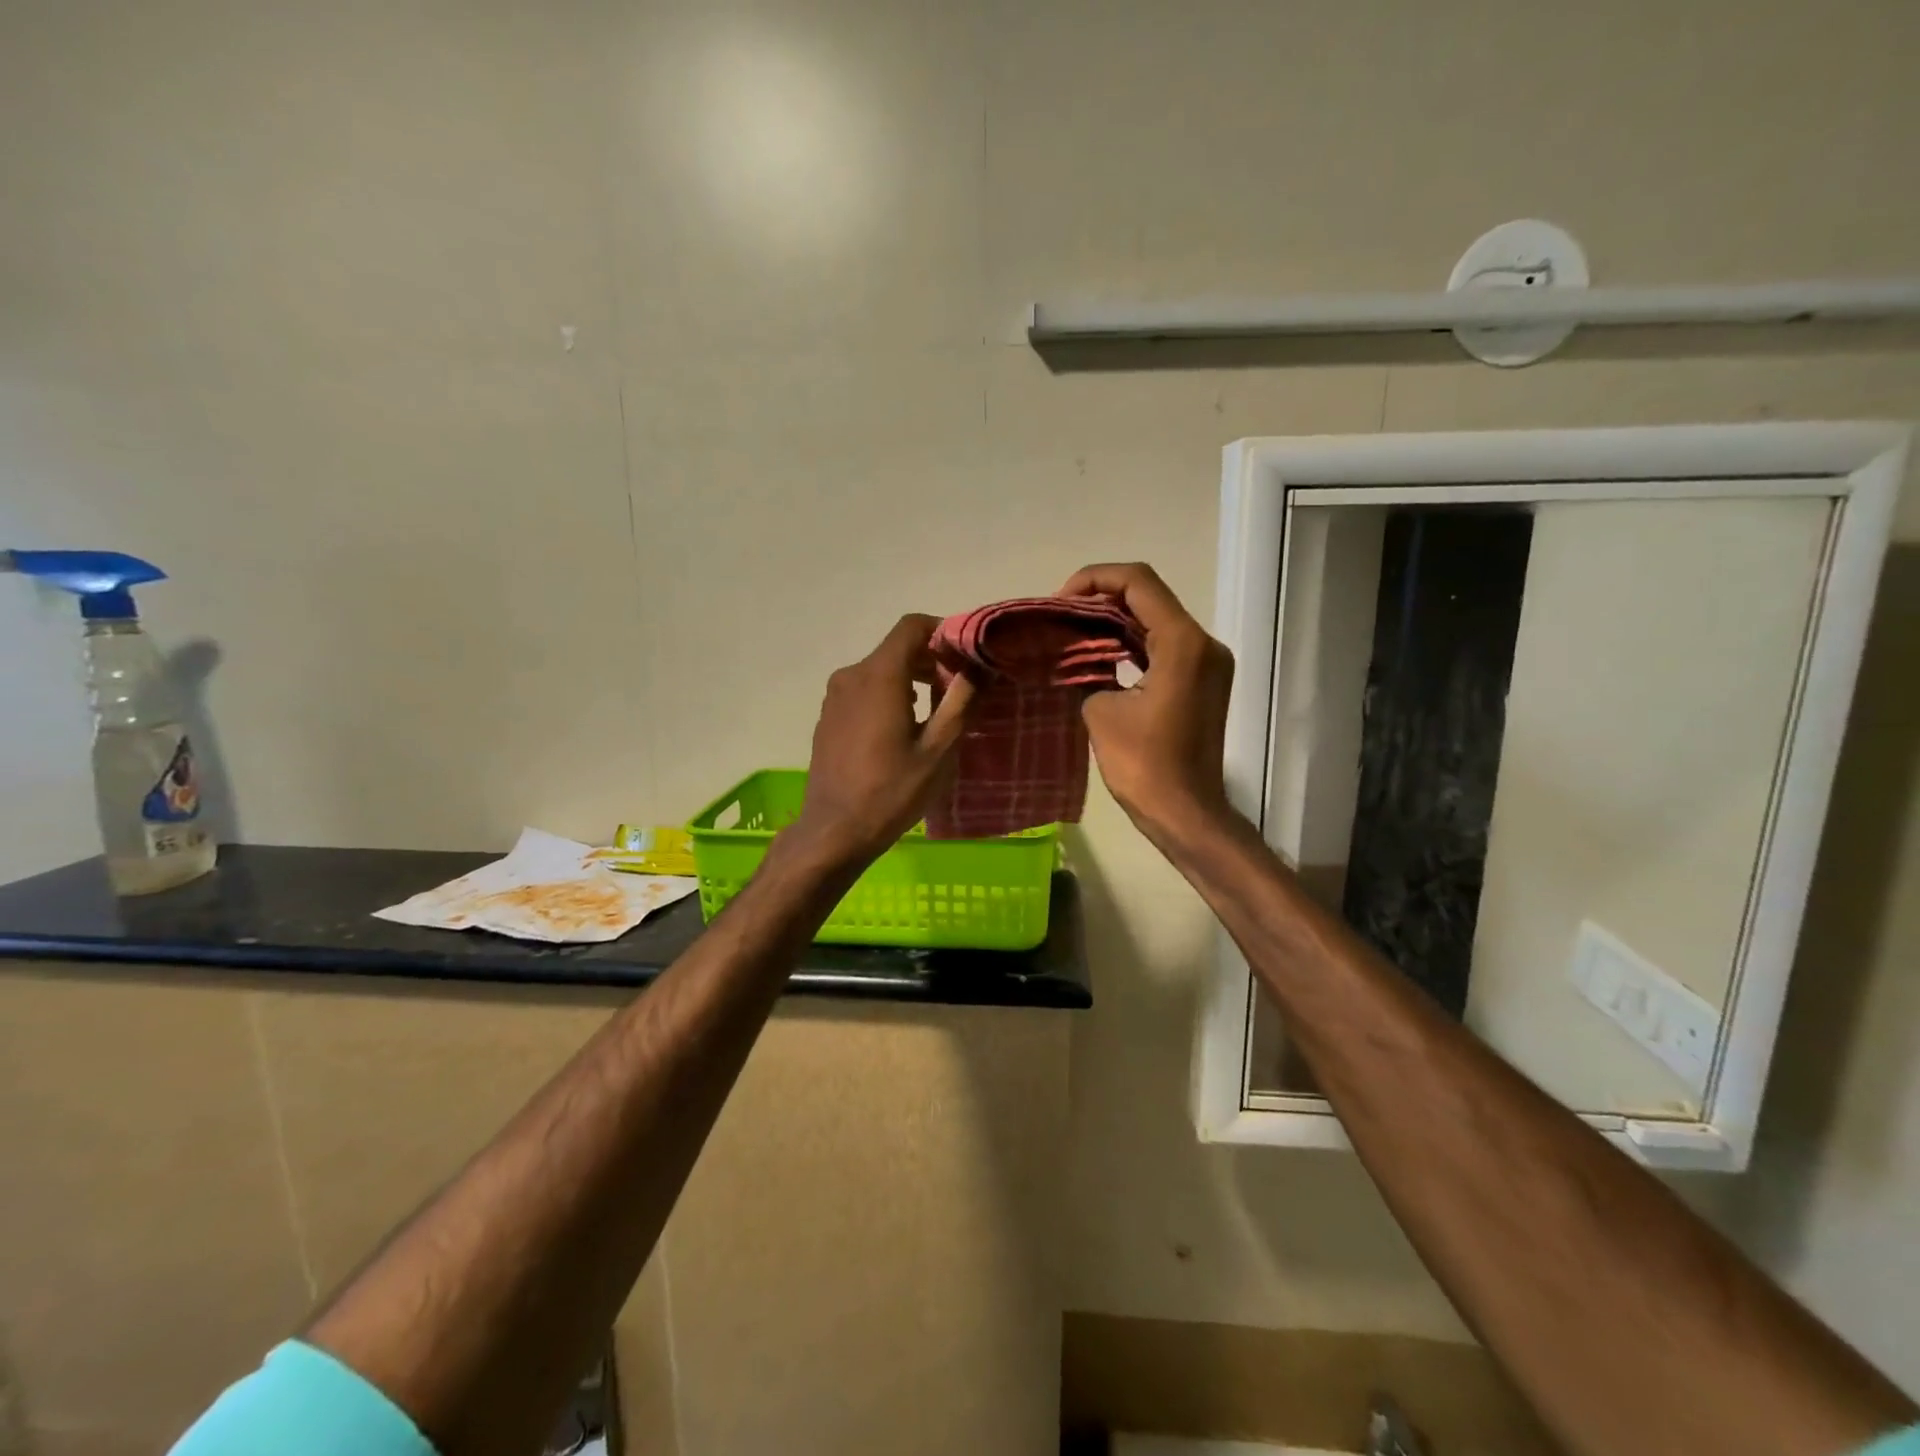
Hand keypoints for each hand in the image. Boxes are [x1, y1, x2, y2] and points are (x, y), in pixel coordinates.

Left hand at [794, 614, 975, 864]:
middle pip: (896, 648)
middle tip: (958, 690)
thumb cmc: (892, 791)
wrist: (834, 831)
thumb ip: (961, 701)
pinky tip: (902, 730)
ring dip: (910, 679)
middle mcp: (851, 675)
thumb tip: (979, 667)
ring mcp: (834, 697)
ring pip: (880, 670)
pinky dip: (888, 695)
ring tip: (934, 713)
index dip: (942, 632)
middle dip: (930, 660)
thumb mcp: (939, 749)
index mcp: (879, 676)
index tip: (965, 656)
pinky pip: (863, 690)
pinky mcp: (828, 717)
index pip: (912, 626)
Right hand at [1058, 563, 1234, 839]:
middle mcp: (1202, 643)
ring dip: (1114, 620)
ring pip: (1156, 620)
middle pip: (1149, 596)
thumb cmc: (1143, 765)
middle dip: (1100, 599)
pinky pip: (1163, 646)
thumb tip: (1076, 656)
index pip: (1137, 582)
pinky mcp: (1202, 681)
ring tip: (1071, 631)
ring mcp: (1207, 662)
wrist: (1185, 813)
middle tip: (1060, 616)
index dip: (1093, 579)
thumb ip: (1088, 669)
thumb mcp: (1100, 711)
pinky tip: (1097, 652)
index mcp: (1182, 642)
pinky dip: (1131, 642)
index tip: (1059, 601)